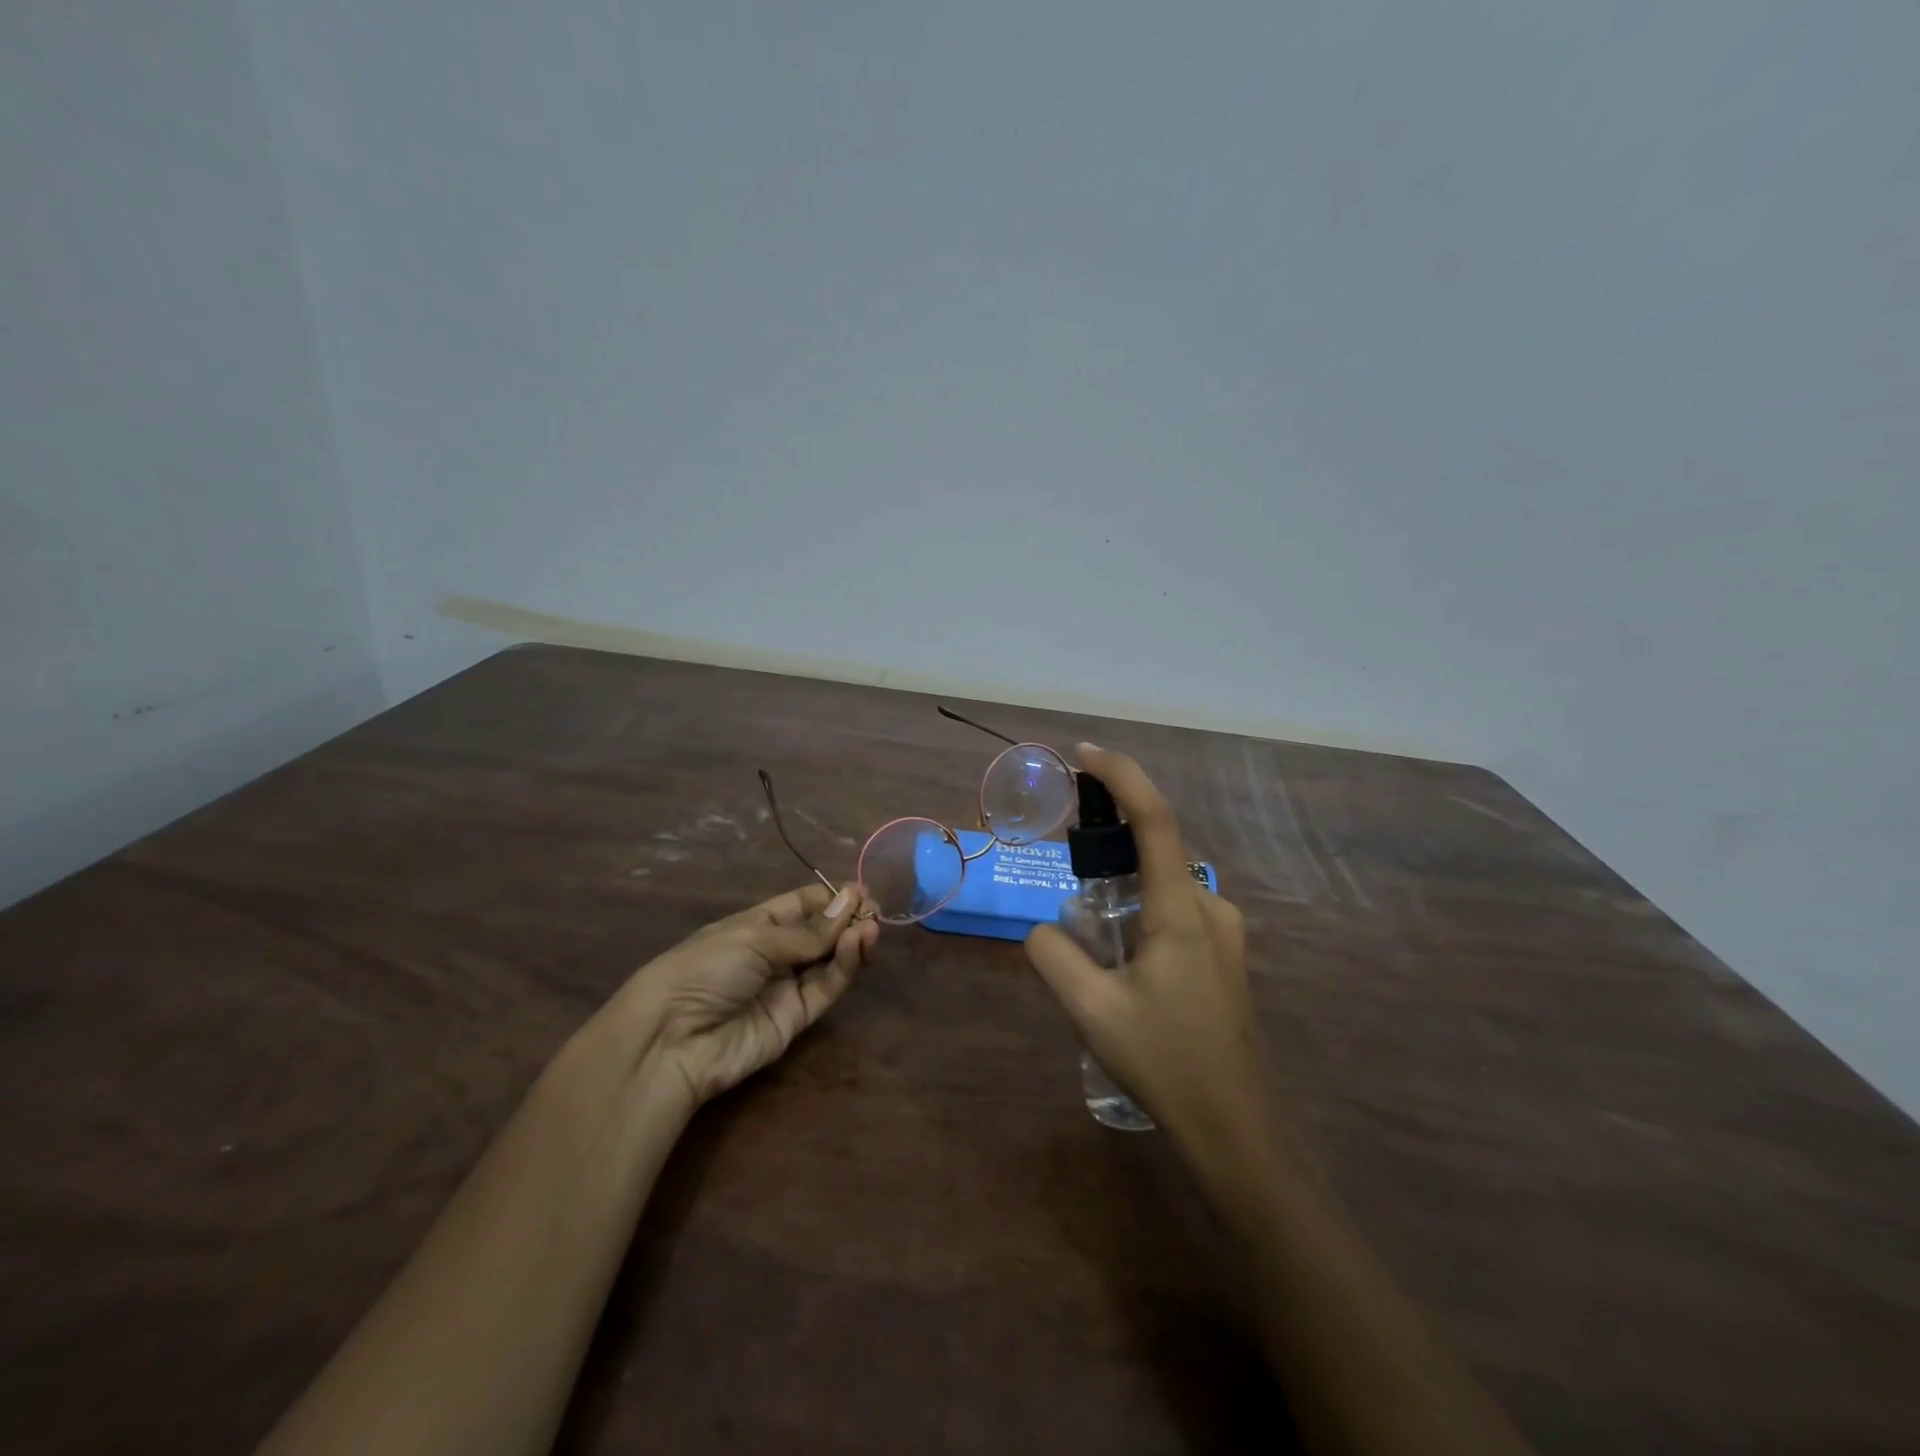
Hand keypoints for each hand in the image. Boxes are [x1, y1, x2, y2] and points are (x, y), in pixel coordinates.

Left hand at [611, 884, 877, 1111]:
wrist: (673, 1040)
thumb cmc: (705, 969)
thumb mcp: (754, 939)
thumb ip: (807, 930)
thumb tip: (851, 902)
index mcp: (756, 925)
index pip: (801, 905)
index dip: (830, 897)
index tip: (860, 890)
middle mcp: (774, 953)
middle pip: (820, 932)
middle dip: (846, 918)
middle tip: (872, 909)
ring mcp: (786, 986)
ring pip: (828, 959)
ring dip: (850, 941)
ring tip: (869, 926)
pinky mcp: (797, 1018)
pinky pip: (826, 986)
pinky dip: (844, 966)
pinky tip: (855, 945)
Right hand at [1024, 744, 1261, 1149]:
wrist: (1233, 1127)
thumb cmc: (1164, 1063)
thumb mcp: (1091, 1010)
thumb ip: (1054, 955)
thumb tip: (1043, 929)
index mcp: (1181, 910)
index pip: (1154, 819)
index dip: (1121, 776)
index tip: (1085, 754)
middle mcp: (1210, 907)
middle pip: (1158, 843)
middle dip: (1111, 832)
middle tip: (1066, 853)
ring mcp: (1224, 931)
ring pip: (1164, 879)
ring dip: (1123, 876)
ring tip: (1086, 917)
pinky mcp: (1224, 953)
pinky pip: (1175, 905)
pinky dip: (1140, 901)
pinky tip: (1118, 948)